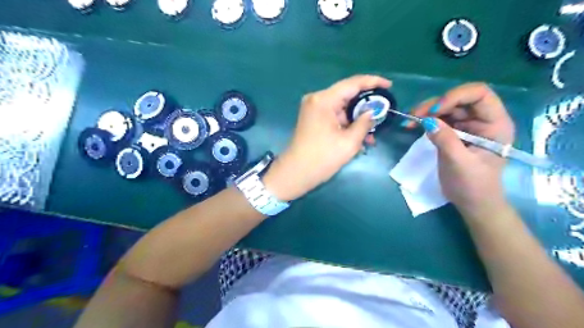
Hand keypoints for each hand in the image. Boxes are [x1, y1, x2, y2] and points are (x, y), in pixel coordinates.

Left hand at [263, 75, 388, 200]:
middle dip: (366, 105)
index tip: (389, 86)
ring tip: (372, 134)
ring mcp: (313, 109)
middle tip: (383, 113)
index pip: (352, 83)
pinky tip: (359, 136)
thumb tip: (372, 112)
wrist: (295, 173)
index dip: (373, 82)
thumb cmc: (322, 158)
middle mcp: (317, 99)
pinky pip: (335, 116)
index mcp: (324, 100)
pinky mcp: (313, 119)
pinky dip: (347, 124)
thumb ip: (364, 123)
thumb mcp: (349, 142)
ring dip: (357, 119)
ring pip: (342, 108)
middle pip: (347, 95)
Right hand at [407, 82, 514, 214]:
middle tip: (414, 115)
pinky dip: (425, 120)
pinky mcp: (455, 133)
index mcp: (495, 124)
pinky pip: (439, 119)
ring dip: (427, 111)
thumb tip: (427, 120)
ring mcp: (468, 126)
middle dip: (435, 104)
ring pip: (446, 108)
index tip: (434, 111)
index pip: (479, 94)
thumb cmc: (473, 185)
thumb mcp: (459, 163)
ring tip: (409, 120)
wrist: (472, 203)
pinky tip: (413, 125)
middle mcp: (482, 120)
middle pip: (459, 99)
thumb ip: (445, 140)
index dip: (455, 97)